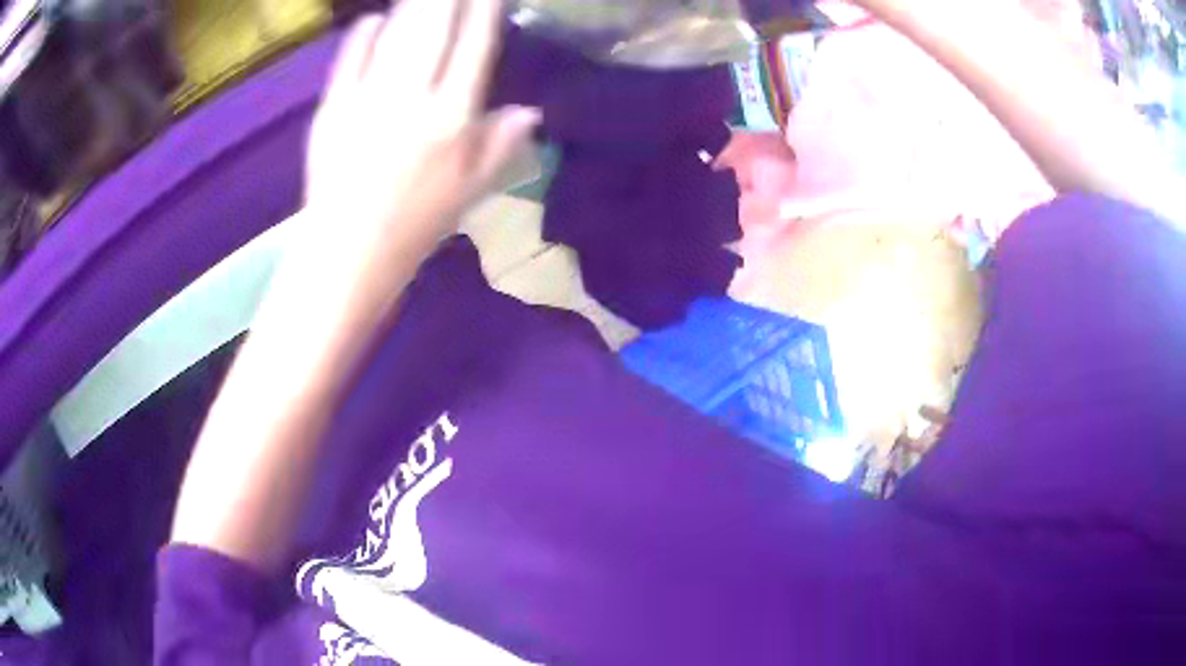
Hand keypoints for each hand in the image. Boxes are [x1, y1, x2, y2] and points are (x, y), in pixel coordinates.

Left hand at [306, 0, 539, 242]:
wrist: (347, 255)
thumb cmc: (414, 227)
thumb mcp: (470, 191)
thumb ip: (501, 146)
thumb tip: (532, 112)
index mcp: (452, 117)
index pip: (475, 47)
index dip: (483, 11)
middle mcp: (413, 97)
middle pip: (434, 28)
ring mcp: (368, 98)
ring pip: (395, 35)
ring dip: (411, 7)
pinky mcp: (332, 107)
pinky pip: (350, 59)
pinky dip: (364, 35)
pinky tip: (373, 20)